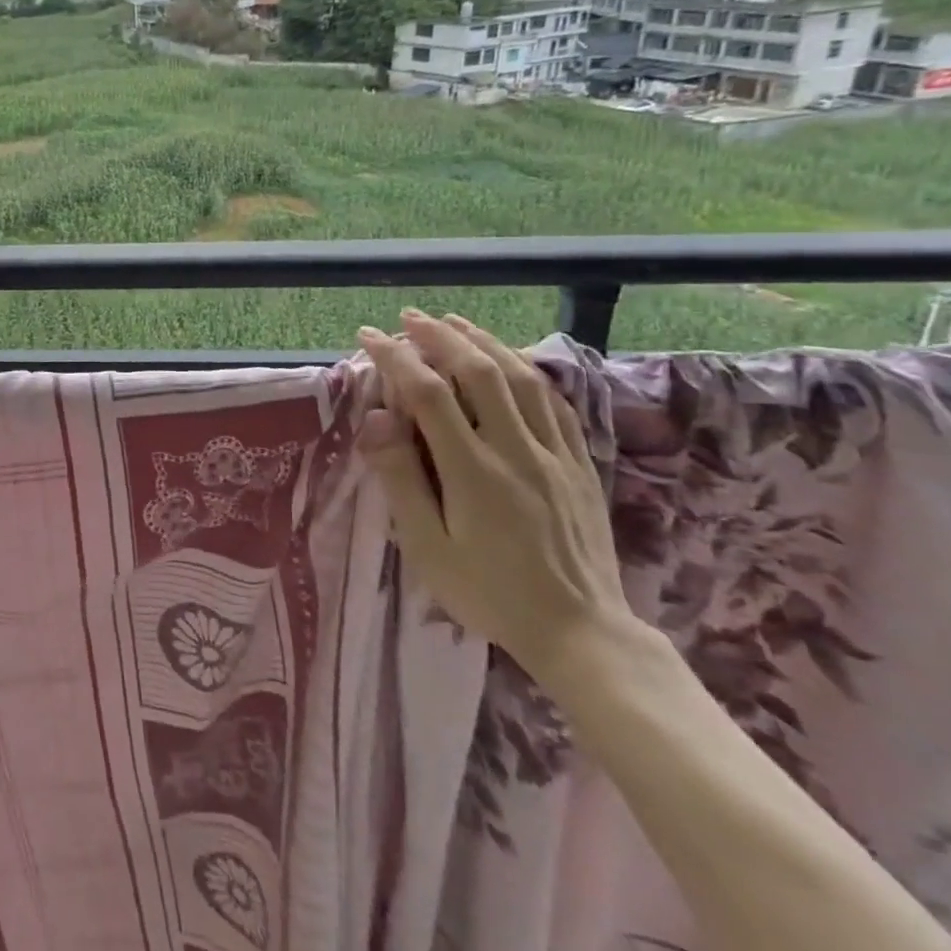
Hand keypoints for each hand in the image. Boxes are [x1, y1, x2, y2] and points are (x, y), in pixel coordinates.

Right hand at [355, 311, 637, 683]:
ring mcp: (555, 454)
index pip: (427, 393)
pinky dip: (527, 372)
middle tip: (411, 317)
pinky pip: (555, 403)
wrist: (581, 633)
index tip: (369, 336)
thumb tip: (376, 419)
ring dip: (484, 342)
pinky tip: (511, 363)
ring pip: (521, 378)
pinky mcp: (580, 464)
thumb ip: (401, 479)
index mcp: (473, 470)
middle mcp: (516, 449)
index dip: (395, 357)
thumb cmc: (489, 593)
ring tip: (455, 322)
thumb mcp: (428, 548)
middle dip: (440, 336)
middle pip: (478, 371)